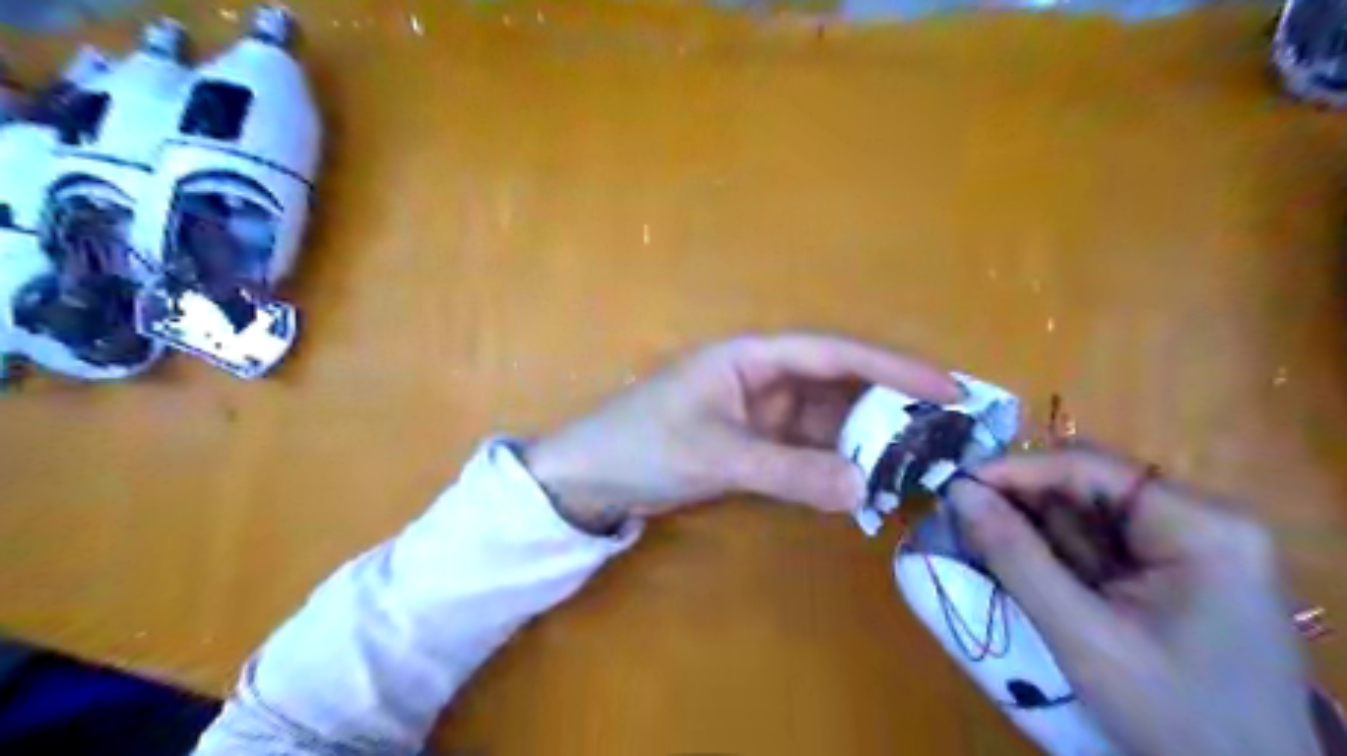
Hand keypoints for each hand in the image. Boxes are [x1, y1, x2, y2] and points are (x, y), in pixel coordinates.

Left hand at [518, 334, 961, 534]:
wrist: (590, 477)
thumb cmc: (643, 445)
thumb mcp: (715, 455)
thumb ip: (788, 471)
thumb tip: (862, 489)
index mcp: (753, 357)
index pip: (834, 354)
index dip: (892, 368)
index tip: (947, 388)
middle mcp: (764, 377)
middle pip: (838, 385)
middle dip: (890, 406)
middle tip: (946, 433)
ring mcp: (760, 413)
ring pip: (827, 420)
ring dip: (866, 439)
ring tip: (919, 462)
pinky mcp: (754, 443)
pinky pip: (807, 448)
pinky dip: (835, 463)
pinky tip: (866, 481)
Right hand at [938, 450, 1323, 755]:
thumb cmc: (1173, 716)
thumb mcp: (1080, 633)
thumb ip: (1014, 555)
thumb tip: (956, 490)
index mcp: (1200, 524)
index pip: (1087, 466)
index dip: (1014, 470)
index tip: (953, 486)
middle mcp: (1201, 519)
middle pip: (1086, 486)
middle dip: (1023, 506)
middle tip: (963, 522)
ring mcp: (1191, 545)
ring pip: (1085, 515)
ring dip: (1035, 535)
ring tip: (989, 554)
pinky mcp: (1175, 572)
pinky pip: (1097, 544)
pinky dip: (1055, 557)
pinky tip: (1029, 575)